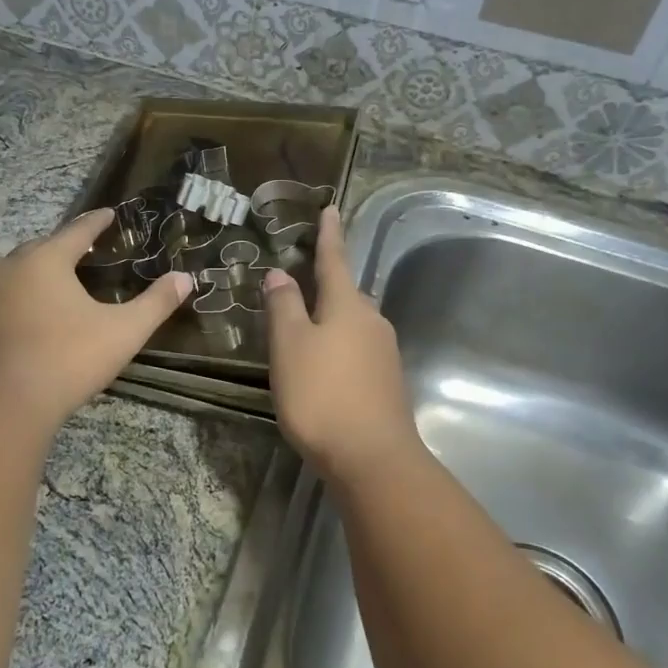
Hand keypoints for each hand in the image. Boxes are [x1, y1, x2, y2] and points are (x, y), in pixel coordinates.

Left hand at [0, 208, 193, 428]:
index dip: (97, 222)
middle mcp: (7, 266)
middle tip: (83, 255)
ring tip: (51, 285)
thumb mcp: (123, 331)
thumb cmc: (67, 359)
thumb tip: (186, 279)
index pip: (77, 231)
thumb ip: (156, 303)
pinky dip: (11, 300)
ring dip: (31, 274)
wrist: (1, 403)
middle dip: (62, 249)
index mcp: (45, 259)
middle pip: (41, 248)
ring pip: (11, 272)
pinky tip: (22, 317)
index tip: (108, 214)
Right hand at [262, 206, 424, 480]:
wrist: (373, 458)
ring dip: (332, 317)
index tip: (330, 209)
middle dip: (327, 282)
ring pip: (353, 323)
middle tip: (303, 276)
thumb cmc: (322, 395)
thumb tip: (280, 273)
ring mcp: (384, 353)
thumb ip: (284, 306)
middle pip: (346, 293)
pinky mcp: (386, 381)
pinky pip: (358, 349)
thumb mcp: (290, 346)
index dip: (328, 235)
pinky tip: (325, 364)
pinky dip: (339, 345)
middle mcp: (372, 321)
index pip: (334, 259)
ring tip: (307, 324)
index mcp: (347, 305)